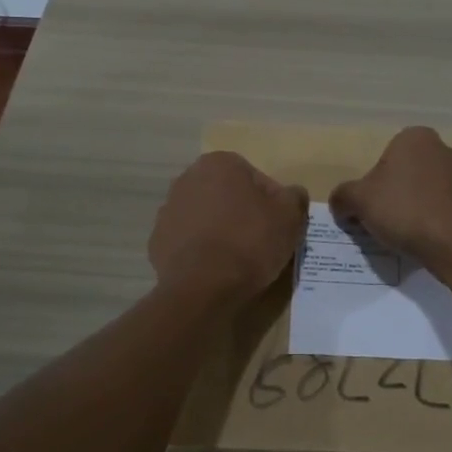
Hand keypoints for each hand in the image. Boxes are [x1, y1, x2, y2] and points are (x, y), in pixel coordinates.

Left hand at [149, 151, 308, 306]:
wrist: (204, 287)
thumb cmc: (250, 242)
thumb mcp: (290, 217)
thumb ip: (294, 197)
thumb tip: (293, 193)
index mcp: (219, 164)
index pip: (255, 178)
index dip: (271, 202)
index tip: (278, 225)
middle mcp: (187, 178)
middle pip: (226, 195)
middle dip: (241, 212)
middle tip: (260, 241)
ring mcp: (168, 210)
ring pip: (205, 216)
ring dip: (219, 229)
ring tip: (237, 259)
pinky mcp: (157, 241)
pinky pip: (187, 241)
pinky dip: (200, 250)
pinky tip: (214, 269)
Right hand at [328, 126, 451, 271]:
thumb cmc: (405, 209)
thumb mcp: (359, 200)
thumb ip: (343, 196)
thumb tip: (339, 203)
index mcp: (413, 138)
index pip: (383, 158)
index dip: (371, 184)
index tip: (367, 208)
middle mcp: (442, 149)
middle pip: (405, 174)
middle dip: (393, 196)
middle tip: (382, 222)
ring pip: (426, 193)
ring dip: (414, 210)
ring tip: (404, 236)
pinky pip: (444, 211)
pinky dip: (434, 224)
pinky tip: (426, 242)